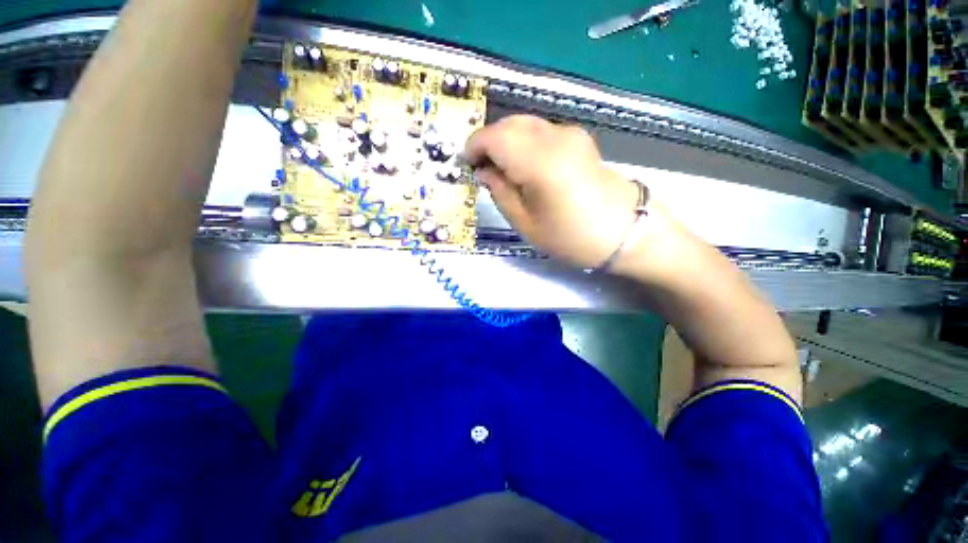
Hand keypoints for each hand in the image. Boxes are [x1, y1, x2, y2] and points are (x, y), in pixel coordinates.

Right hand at [464, 115, 640, 268]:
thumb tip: (484, 171)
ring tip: (502, 169)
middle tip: (482, 168)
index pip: (495, 137)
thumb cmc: (571, 236)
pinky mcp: (579, 139)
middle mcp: (555, 138)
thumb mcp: (526, 223)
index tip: (467, 164)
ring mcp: (571, 135)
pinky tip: (525, 164)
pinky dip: (524, 141)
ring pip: (526, 124)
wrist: (624, 232)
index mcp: (539, 162)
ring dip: (506, 141)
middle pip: (510, 124)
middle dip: (489, 141)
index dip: (474, 146)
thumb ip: (500, 192)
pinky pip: (542, 131)